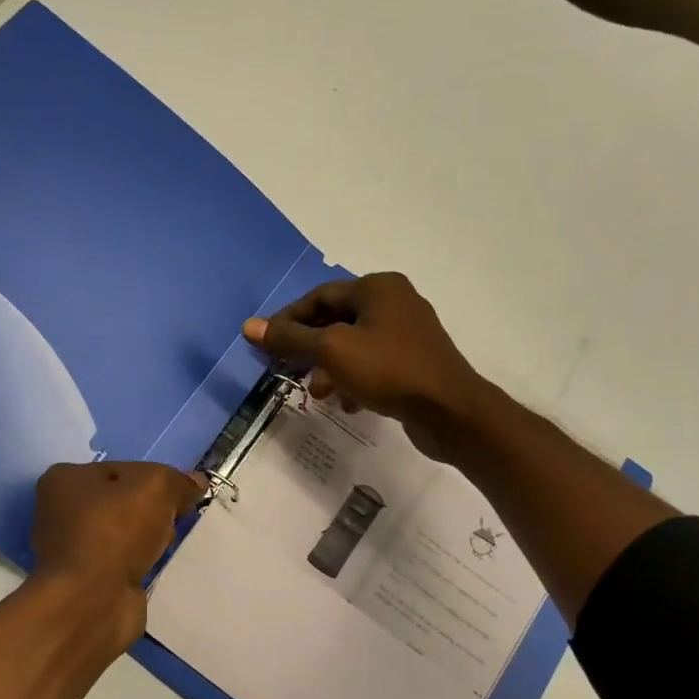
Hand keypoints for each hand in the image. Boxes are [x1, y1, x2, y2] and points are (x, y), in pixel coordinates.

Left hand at [30, 461, 205, 600]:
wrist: (92, 601)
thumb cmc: (116, 531)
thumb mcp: (156, 487)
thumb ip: (178, 481)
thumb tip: (195, 482)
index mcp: (65, 479)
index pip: (123, 469)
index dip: (157, 479)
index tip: (182, 495)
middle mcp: (61, 511)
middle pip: (123, 501)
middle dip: (153, 510)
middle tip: (176, 520)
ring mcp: (72, 549)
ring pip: (125, 533)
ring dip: (148, 538)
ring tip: (167, 545)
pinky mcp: (86, 580)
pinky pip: (123, 562)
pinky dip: (140, 563)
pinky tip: (156, 566)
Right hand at [243, 273, 490, 459]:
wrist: (449, 410)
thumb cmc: (388, 370)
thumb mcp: (332, 351)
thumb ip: (290, 339)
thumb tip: (249, 326)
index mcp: (377, 288)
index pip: (320, 296)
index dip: (288, 319)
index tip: (265, 343)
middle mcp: (395, 302)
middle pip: (337, 320)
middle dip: (309, 347)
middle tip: (285, 368)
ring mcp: (409, 333)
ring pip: (354, 346)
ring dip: (330, 368)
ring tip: (317, 393)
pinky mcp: (416, 362)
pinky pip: (374, 365)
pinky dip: (355, 380)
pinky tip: (347, 403)